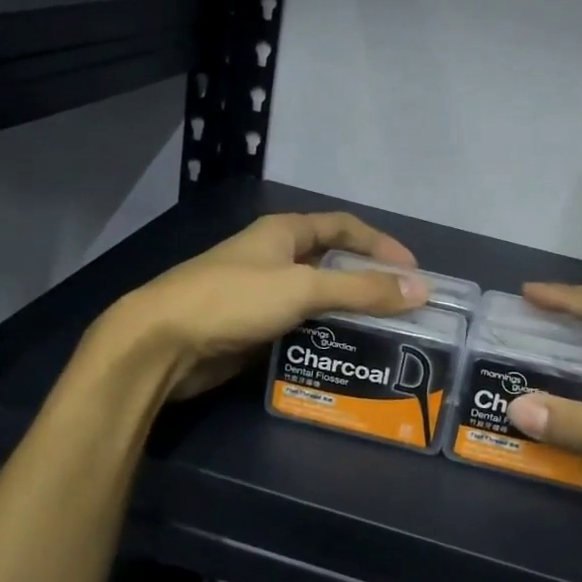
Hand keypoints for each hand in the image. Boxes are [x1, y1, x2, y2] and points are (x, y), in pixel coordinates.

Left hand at [99, 212, 428, 400]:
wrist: (161, 343)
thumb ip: (361, 290)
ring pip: (315, 299)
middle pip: (331, 263)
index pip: (343, 226)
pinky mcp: (251, 328)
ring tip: (382, 336)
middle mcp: (274, 258)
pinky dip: (322, 337)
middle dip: (367, 282)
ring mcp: (260, 294)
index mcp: (283, 233)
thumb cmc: (233, 300)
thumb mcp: (302, 288)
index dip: (380, 244)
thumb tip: (420, 289)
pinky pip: (298, 327)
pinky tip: (343, 355)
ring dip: (346, 314)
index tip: (413, 272)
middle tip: (402, 308)